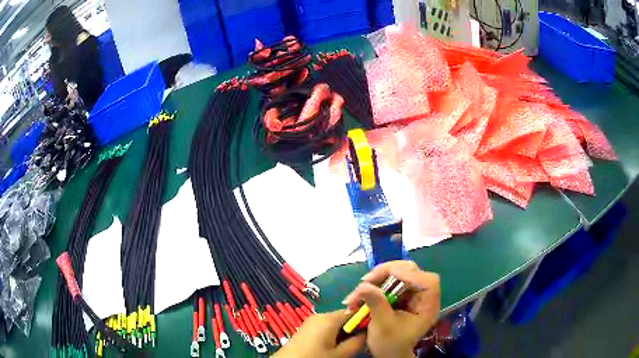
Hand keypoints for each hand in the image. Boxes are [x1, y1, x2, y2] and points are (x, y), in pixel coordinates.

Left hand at [272, 311, 365, 357]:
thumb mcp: (341, 354)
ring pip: (336, 323)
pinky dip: (333, 335)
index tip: (371, 332)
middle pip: (345, 317)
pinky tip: (332, 348)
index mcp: (329, 318)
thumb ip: (358, 342)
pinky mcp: (306, 329)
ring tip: (344, 348)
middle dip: (353, 329)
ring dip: (343, 333)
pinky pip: (326, 328)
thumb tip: (368, 332)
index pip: (355, 311)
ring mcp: (311, 321)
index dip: (365, 321)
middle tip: (357, 343)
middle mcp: (320, 315)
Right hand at [343, 261, 439, 357]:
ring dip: (377, 278)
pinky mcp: (402, 295)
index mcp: (428, 305)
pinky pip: (390, 281)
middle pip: (411, 271)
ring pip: (398, 274)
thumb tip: (363, 284)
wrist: (388, 355)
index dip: (409, 274)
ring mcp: (412, 294)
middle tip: (365, 280)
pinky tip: (362, 292)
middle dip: (387, 273)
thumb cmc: (390, 344)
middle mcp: (423, 296)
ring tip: (359, 289)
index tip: (386, 275)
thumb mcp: (382, 325)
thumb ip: (376, 303)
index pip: (427, 281)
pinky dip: (376, 284)